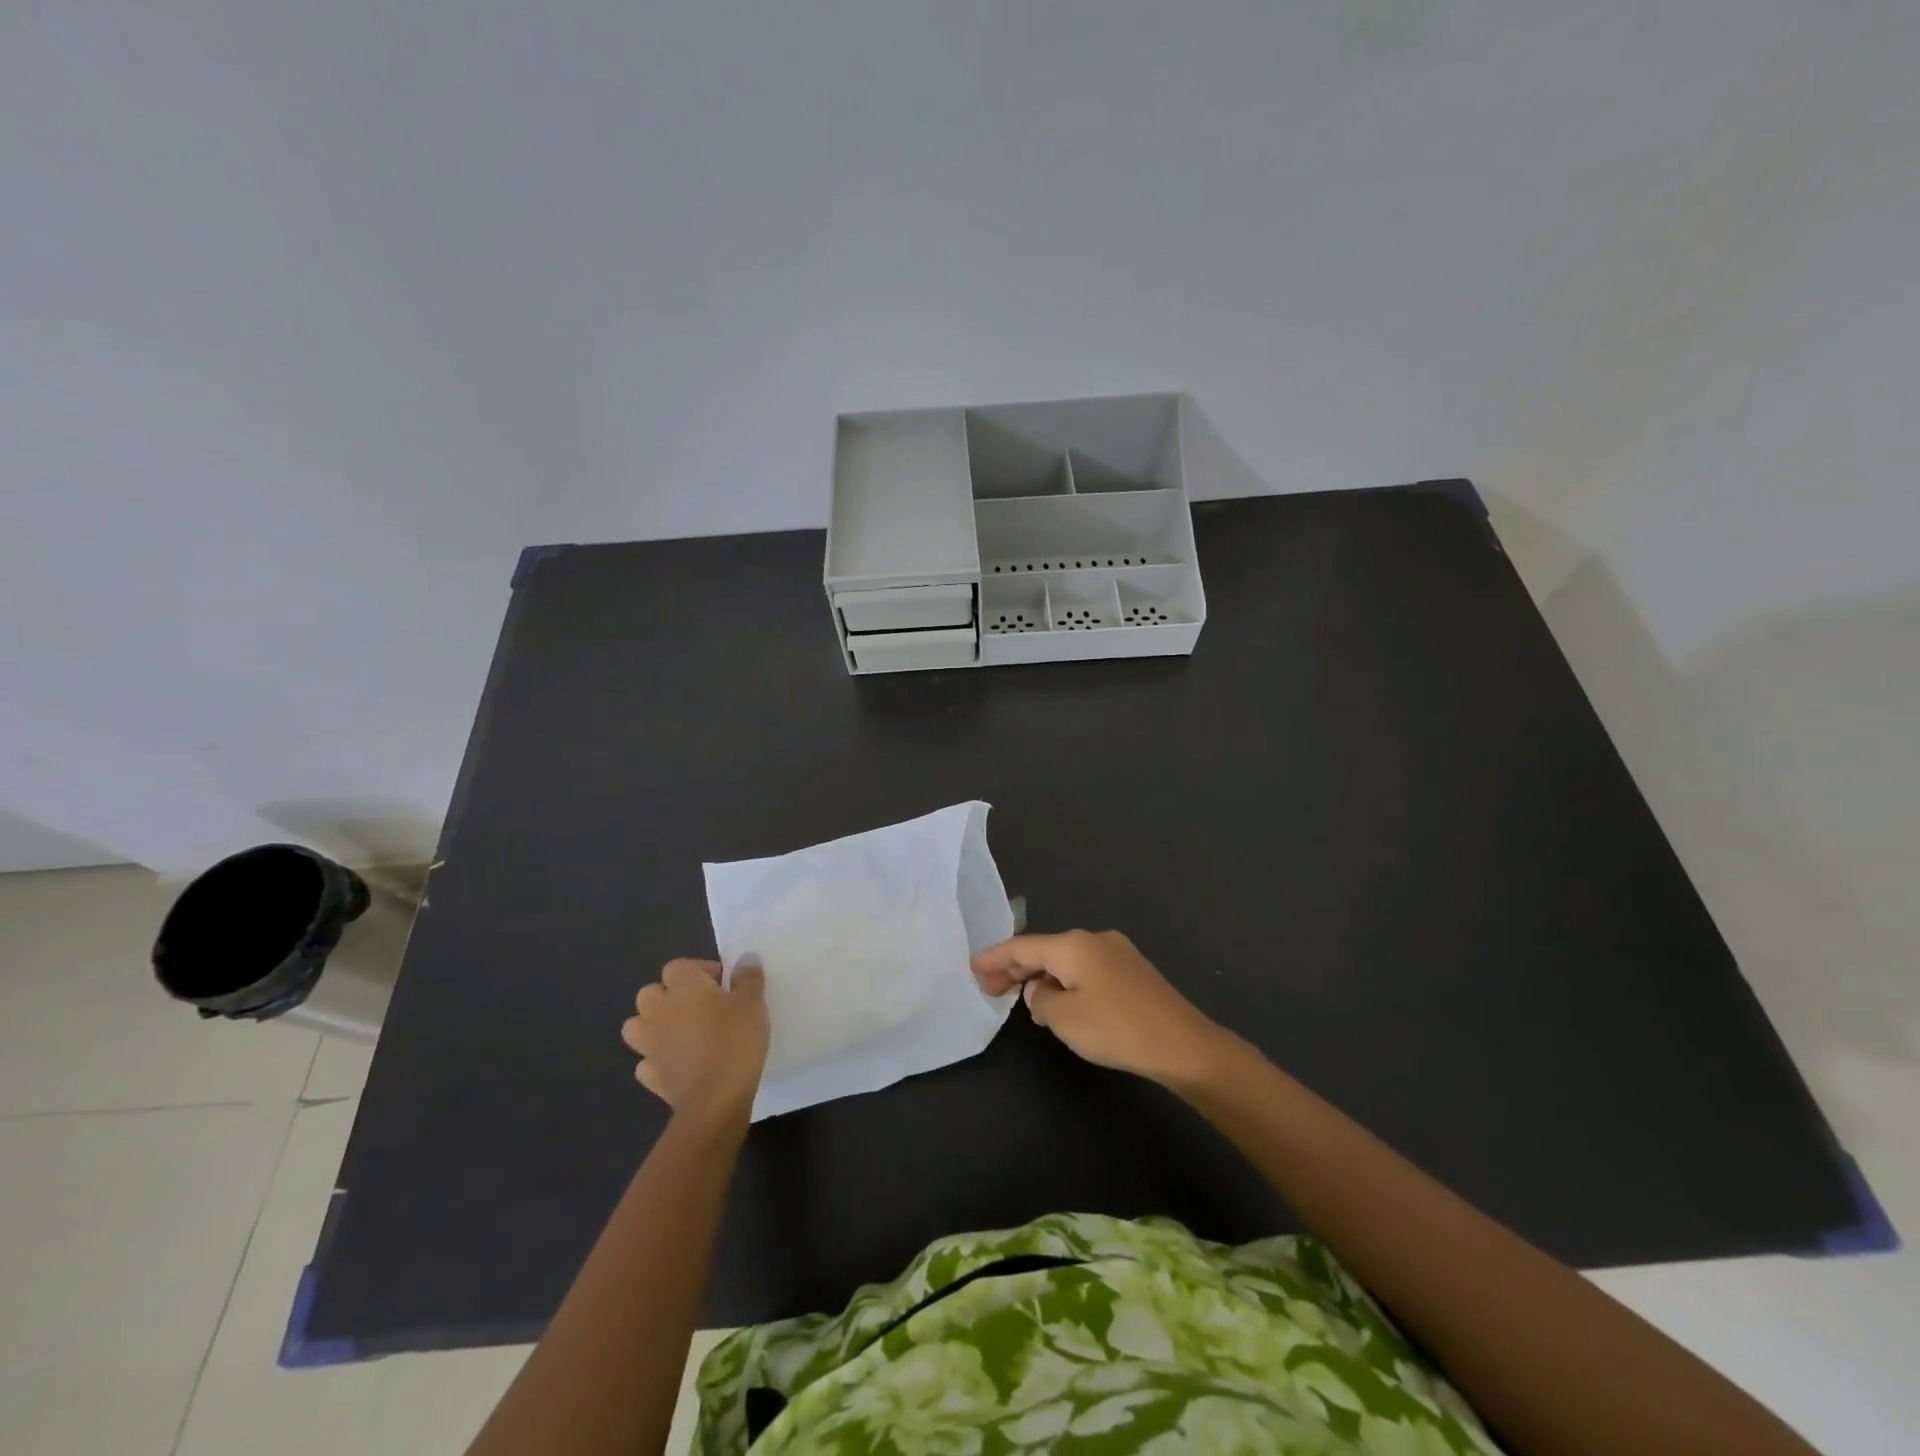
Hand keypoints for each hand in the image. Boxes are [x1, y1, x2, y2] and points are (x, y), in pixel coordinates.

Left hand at [621, 958, 768, 1124]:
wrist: (714, 1099)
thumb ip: (748, 977)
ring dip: (653, 1025)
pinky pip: (646, 1060)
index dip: (700, 971)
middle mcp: (659, 1011)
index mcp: (683, 987)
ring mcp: (649, 1045)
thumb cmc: (735, 1041)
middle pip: (650, 992)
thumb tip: (745, 959)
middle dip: (670, 995)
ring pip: (636, 1025)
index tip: (723, 985)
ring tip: (681, 1033)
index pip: (678, 966)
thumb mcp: (753, 1003)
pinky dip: (657, 1059)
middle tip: (700, 1007)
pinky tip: (677, 1063)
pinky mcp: (650, 1075)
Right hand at [971, 930, 1232, 1088]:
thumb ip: (1040, 1001)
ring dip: (1042, 977)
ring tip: (1021, 1000)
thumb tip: (1039, 991)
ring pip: (1066, 961)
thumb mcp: (1064, 1018)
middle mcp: (1093, 939)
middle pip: (1044, 950)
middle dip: (1015, 968)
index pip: (1022, 946)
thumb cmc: (1115, 1028)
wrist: (1182, 1044)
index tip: (972, 967)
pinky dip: (1065, 982)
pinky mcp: (1133, 972)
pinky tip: (1060, 1003)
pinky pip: (1086, 970)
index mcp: (1072, 945)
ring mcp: (1117, 953)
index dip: (995, 957)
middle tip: (989, 988)